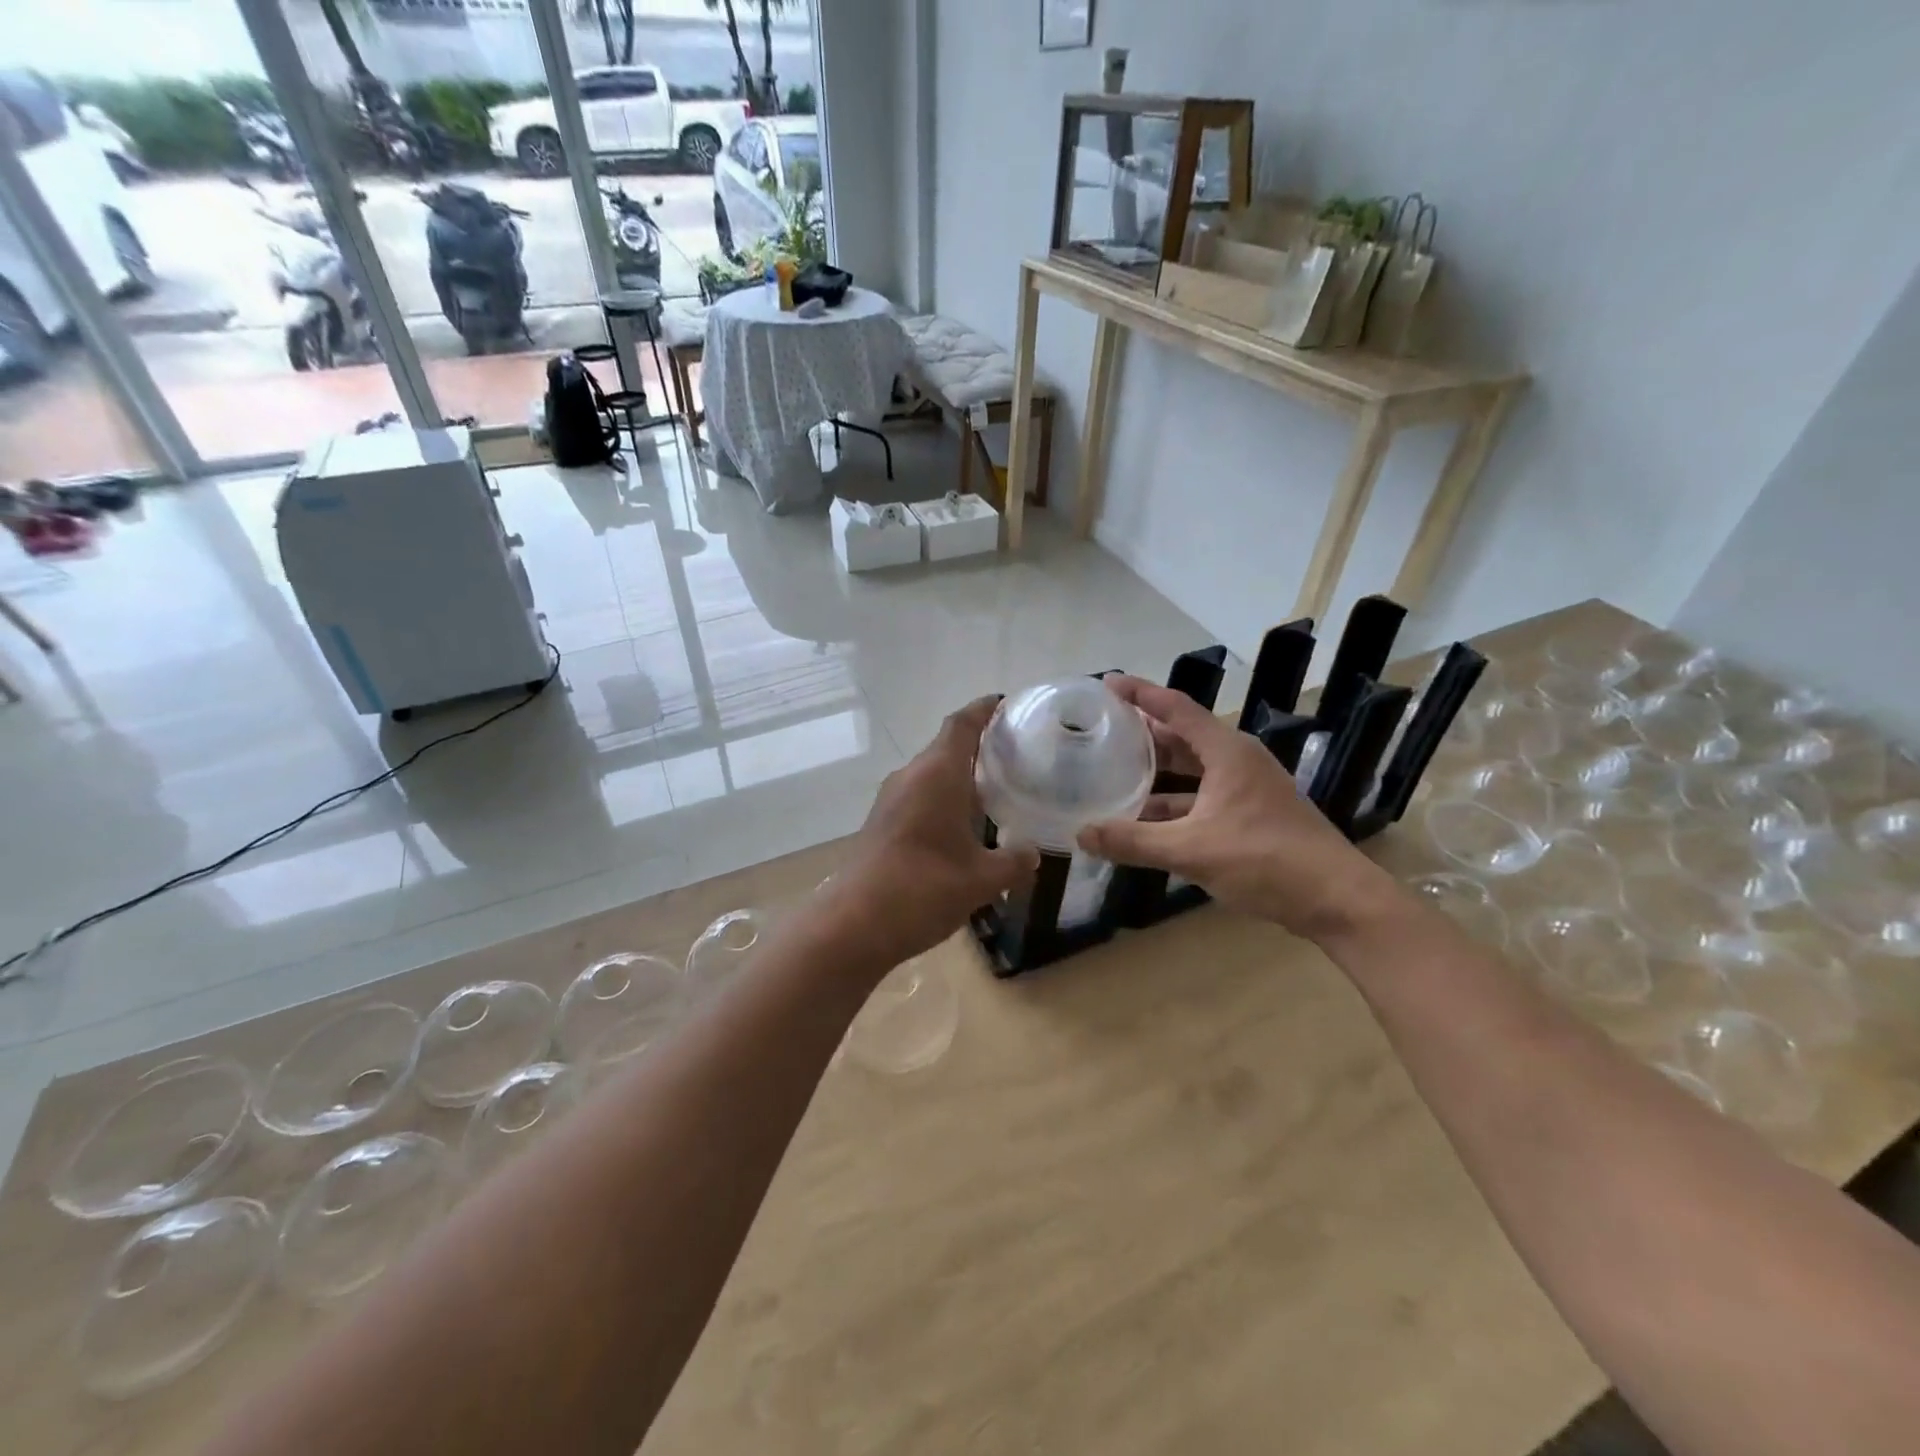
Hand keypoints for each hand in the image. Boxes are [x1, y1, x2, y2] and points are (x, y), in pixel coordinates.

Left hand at [825, 697, 1038, 969]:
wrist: (854, 924)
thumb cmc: (923, 889)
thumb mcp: (982, 879)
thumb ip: (1014, 862)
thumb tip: (1033, 854)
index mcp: (937, 774)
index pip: (962, 724)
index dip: (984, 709)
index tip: (1006, 702)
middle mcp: (911, 776)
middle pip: (947, 746)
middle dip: (979, 745)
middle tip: (1016, 753)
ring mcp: (891, 800)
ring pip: (932, 773)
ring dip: (960, 775)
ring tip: (996, 789)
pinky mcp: (882, 823)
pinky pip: (919, 796)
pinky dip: (944, 798)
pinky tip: (964, 825)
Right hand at [1076, 676, 1395, 941]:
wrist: (1335, 900)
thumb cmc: (1265, 860)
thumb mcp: (1191, 850)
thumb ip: (1133, 841)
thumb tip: (1081, 834)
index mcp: (1227, 752)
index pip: (1176, 708)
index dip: (1140, 693)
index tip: (1107, 682)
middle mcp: (1237, 761)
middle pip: (1183, 736)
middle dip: (1143, 732)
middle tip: (1103, 729)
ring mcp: (1247, 789)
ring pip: (1192, 770)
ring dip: (1157, 772)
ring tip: (1115, 772)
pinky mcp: (1251, 815)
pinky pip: (1202, 797)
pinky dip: (1173, 803)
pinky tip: (1146, 820)